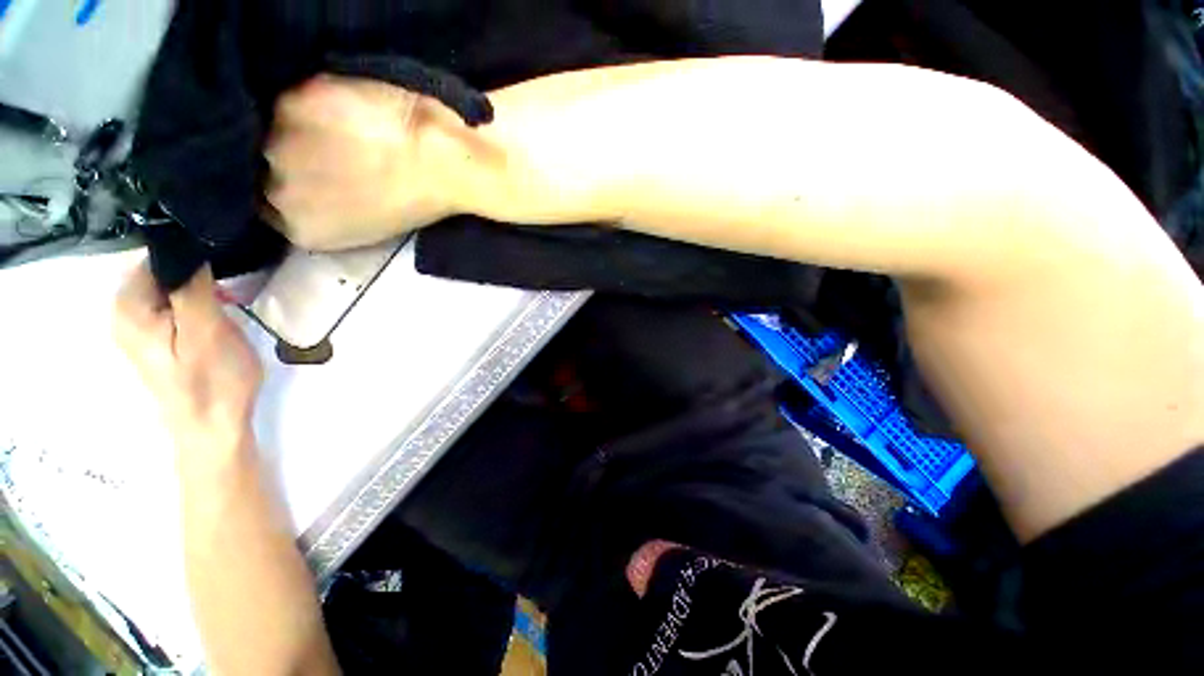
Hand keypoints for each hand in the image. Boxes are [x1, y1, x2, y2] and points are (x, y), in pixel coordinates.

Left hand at [113, 262, 262, 465]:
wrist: (211, 426)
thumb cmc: (212, 380)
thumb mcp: (207, 330)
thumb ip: (191, 287)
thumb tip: (187, 249)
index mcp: (129, 307)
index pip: (155, 257)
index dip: (190, 254)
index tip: (222, 263)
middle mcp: (123, 312)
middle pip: (159, 272)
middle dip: (195, 272)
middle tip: (228, 289)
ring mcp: (136, 327)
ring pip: (167, 288)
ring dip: (198, 288)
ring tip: (226, 301)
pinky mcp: (153, 339)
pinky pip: (170, 305)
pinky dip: (194, 303)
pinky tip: (214, 316)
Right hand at [265, 75, 470, 250]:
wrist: (439, 164)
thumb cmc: (419, 202)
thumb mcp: (366, 223)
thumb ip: (324, 209)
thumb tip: (308, 185)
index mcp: (302, 229)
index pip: (268, 206)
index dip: (289, 184)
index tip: (309, 171)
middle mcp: (278, 194)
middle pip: (264, 168)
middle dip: (290, 156)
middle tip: (321, 145)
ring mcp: (278, 147)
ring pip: (271, 131)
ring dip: (296, 126)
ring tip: (331, 124)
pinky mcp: (289, 104)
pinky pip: (287, 100)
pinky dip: (308, 100)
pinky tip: (336, 103)